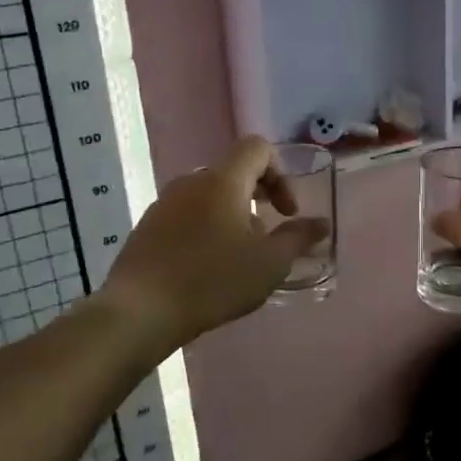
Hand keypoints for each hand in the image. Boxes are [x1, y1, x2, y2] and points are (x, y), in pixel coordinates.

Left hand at [100, 136, 328, 351]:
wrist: (140, 311)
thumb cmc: (213, 280)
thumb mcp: (269, 264)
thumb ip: (298, 238)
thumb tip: (321, 224)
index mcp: (224, 181)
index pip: (257, 148)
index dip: (281, 173)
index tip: (286, 212)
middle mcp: (192, 182)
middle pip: (234, 172)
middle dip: (258, 198)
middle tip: (268, 235)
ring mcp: (164, 204)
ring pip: (209, 196)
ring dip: (232, 216)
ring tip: (239, 257)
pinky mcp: (147, 228)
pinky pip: (187, 216)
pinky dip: (206, 229)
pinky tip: (208, 268)